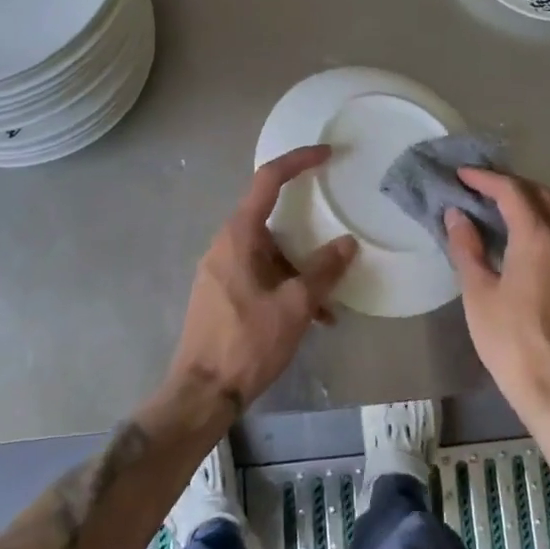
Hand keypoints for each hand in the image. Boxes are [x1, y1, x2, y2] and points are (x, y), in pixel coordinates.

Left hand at [166, 145, 358, 418]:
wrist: (201, 394)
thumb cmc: (246, 343)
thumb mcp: (295, 306)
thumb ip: (323, 271)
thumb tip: (348, 243)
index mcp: (239, 236)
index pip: (268, 180)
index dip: (298, 161)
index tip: (326, 154)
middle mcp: (226, 244)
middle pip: (272, 219)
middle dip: (308, 231)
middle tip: (337, 233)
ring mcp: (222, 269)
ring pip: (270, 253)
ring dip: (301, 269)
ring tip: (331, 302)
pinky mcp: (223, 293)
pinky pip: (261, 275)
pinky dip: (288, 286)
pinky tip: (314, 319)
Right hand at [445, 169, 549, 422]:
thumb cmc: (509, 338)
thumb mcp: (478, 292)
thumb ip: (467, 247)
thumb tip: (456, 215)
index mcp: (537, 238)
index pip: (512, 192)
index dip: (485, 179)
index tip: (461, 175)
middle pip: (540, 194)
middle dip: (510, 184)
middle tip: (479, 187)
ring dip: (527, 202)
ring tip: (497, 208)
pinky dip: (539, 222)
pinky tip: (518, 239)